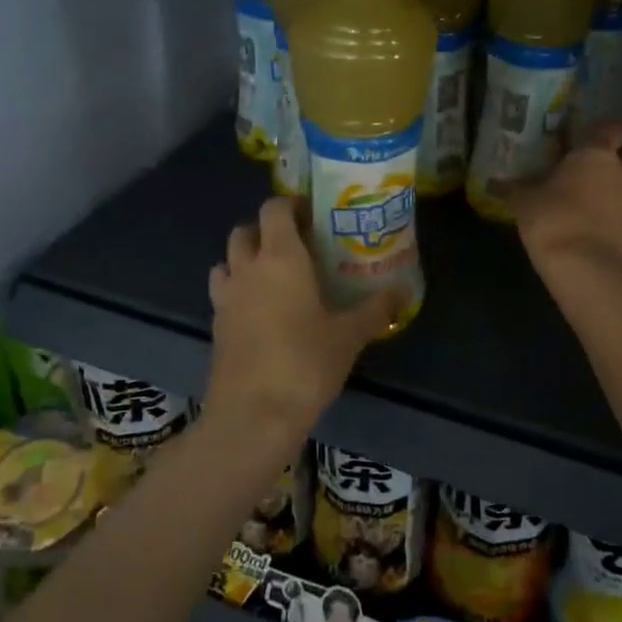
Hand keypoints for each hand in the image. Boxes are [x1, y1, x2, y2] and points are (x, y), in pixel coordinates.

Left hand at [206, 198, 404, 436]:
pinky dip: (238, 289)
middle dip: (267, 230)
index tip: (314, 215)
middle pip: (245, 230)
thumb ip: (377, 308)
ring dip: (247, 258)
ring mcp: (226, 297)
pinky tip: (261, 311)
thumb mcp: (350, 335)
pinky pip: (224, 292)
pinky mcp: (216, 326)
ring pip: (228, 260)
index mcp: (281, 258)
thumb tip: (405, 289)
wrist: (252, 416)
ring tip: (275, 276)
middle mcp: (247, 268)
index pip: (274, 209)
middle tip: (298, 246)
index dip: (292, 204)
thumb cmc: (305, 364)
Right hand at [509, 119, 621, 280]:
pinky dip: (609, 214)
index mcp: (596, 154)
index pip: (614, 127)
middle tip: (596, 163)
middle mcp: (620, 172)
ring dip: (613, 187)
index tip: (593, 131)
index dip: (607, 127)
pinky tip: (586, 222)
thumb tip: (497, 183)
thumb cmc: (552, 217)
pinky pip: (621, 213)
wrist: (583, 266)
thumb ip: (517, 187)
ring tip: (585, 197)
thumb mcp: (524, 200)